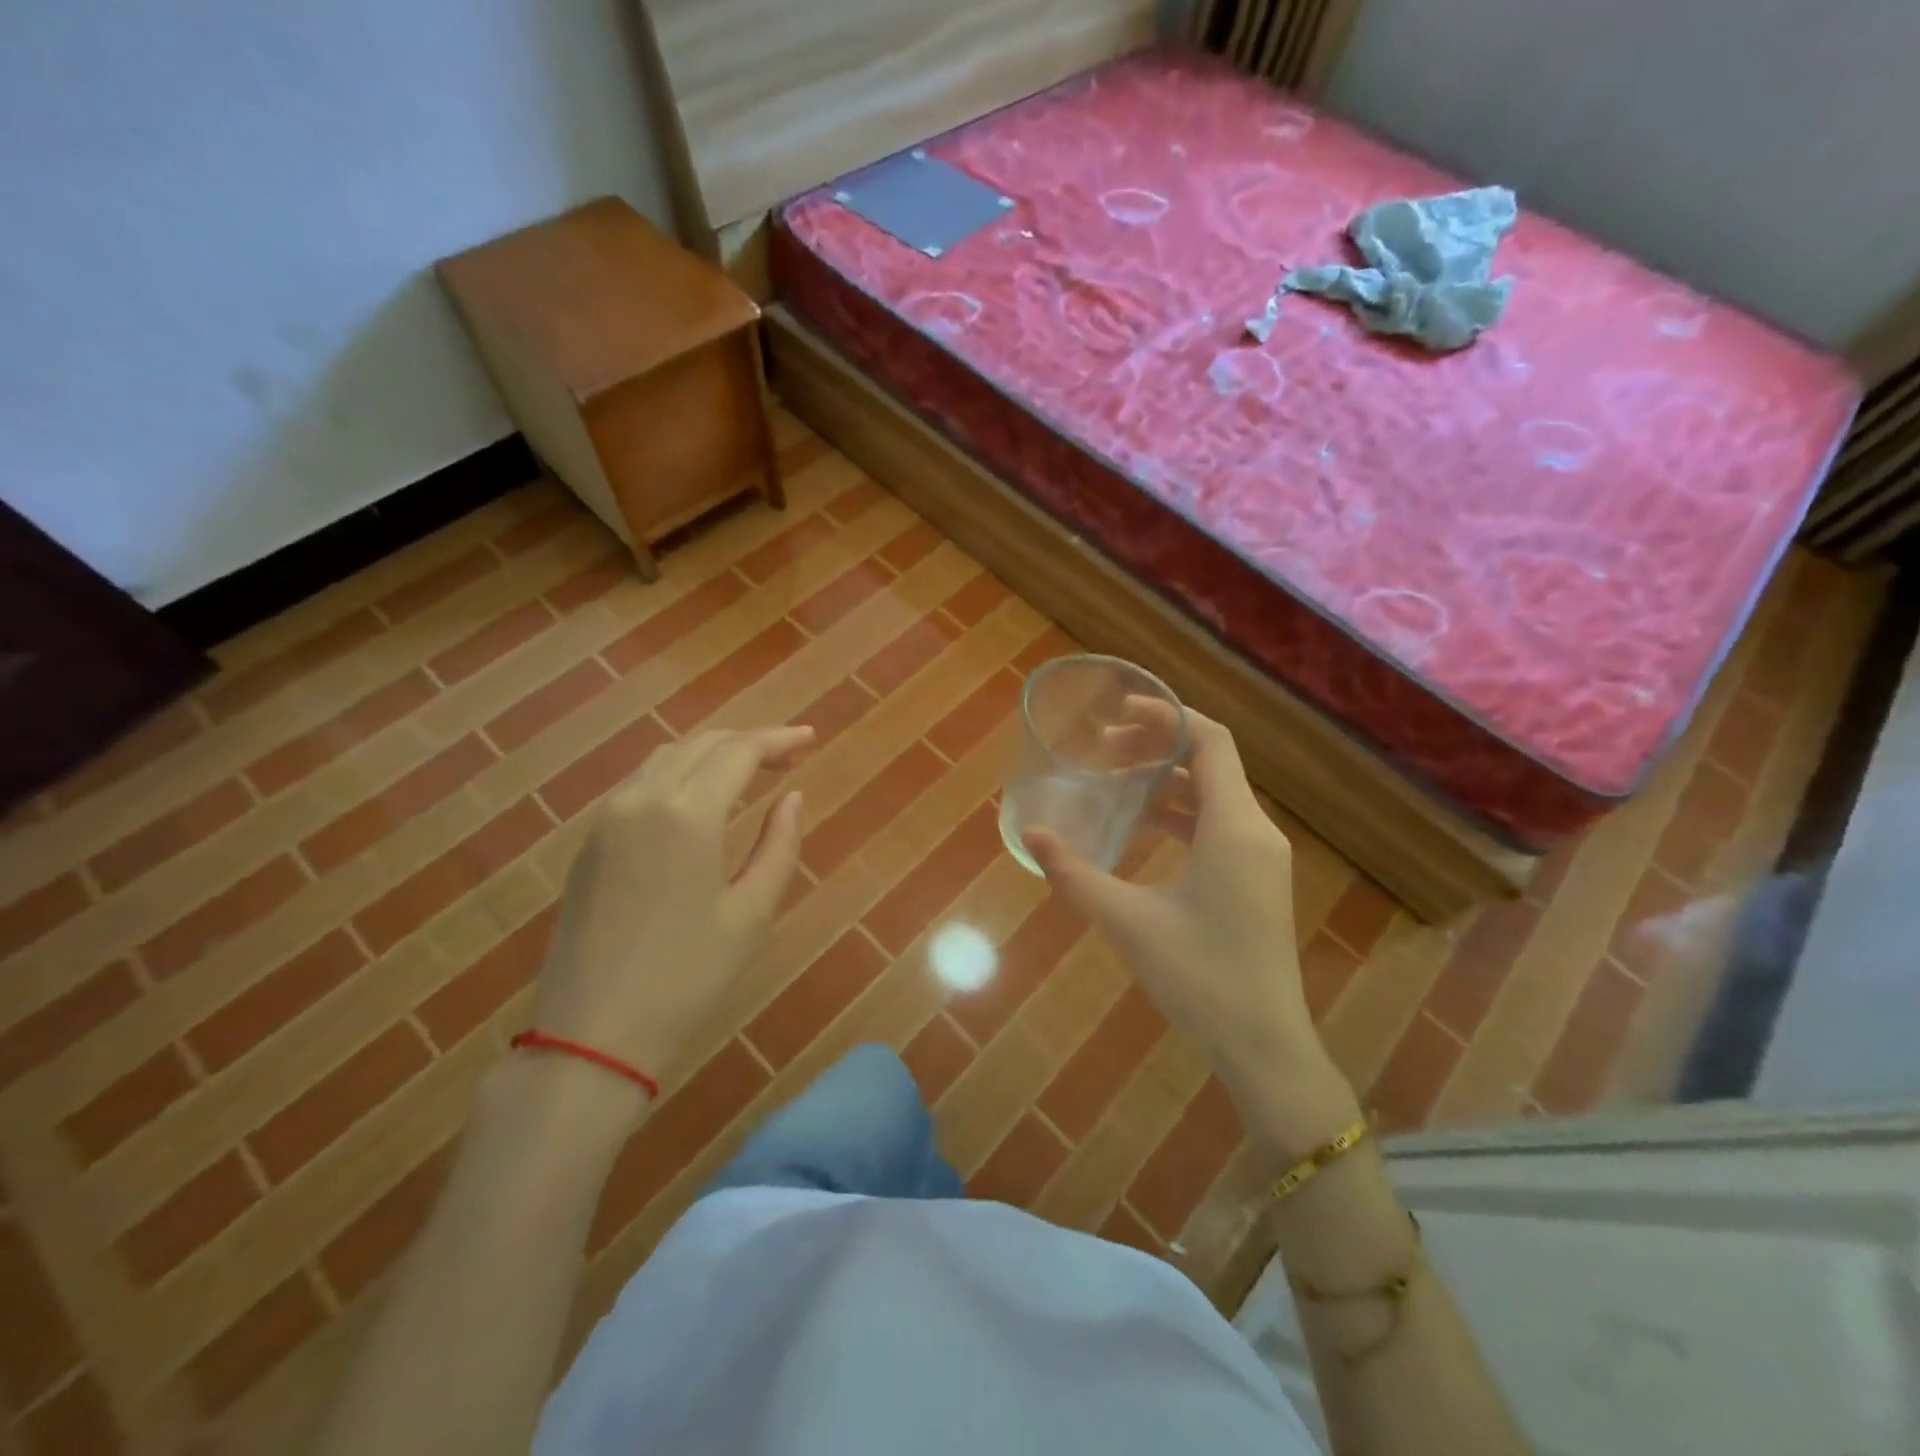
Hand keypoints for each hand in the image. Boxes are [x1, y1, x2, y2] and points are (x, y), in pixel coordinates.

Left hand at [528, 725, 812, 1095]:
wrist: (591, 1033)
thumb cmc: (687, 977)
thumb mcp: (752, 913)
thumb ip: (779, 845)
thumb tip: (792, 797)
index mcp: (687, 814)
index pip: (739, 751)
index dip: (779, 739)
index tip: (811, 739)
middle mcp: (642, 799)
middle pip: (703, 744)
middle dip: (750, 742)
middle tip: (790, 757)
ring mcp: (608, 817)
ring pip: (668, 758)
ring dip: (713, 754)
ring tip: (752, 771)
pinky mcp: (591, 840)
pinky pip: (642, 783)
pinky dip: (681, 773)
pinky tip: (703, 797)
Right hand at [1024, 708, 1354, 1137]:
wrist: (1264, 1045)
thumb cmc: (1200, 978)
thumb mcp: (1128, 922)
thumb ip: (1076, 875)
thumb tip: (1031, 836)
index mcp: (1235, 828)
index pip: (1210, 741)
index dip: (1167, 715)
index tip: (1120, 711)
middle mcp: (1255, 831)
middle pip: (1210, 762)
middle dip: (1158, 744)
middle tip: (1104, 747)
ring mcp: (1259, 857)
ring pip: (1213, 794)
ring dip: (1166, 779)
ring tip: (1115, 778)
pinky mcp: (1254, 880)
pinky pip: (1216, 825)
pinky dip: (1179, 813)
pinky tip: (1140, 826)